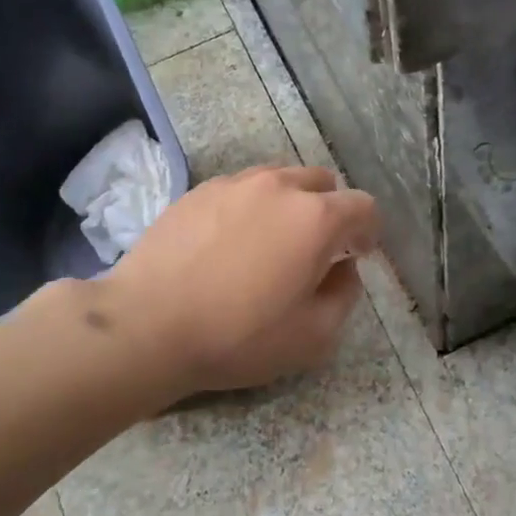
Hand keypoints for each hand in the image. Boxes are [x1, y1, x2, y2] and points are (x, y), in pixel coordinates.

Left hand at [98, 165, 379, 398]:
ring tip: (272, 243)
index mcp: (315, 218)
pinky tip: (231, 243)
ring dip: (290, 204)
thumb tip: (343, 269)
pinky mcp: (198, 192)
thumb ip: (344, 296)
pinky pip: (241, 189)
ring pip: (280, 179)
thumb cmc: (238, 336)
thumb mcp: (313, 337)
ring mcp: (234, 184)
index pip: (363, 206)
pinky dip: (251, 207)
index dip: (369, 230)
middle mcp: (279, 187)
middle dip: (331, 210)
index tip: (360, 254)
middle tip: (318, 249)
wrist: (146, 325)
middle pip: (323, 182)